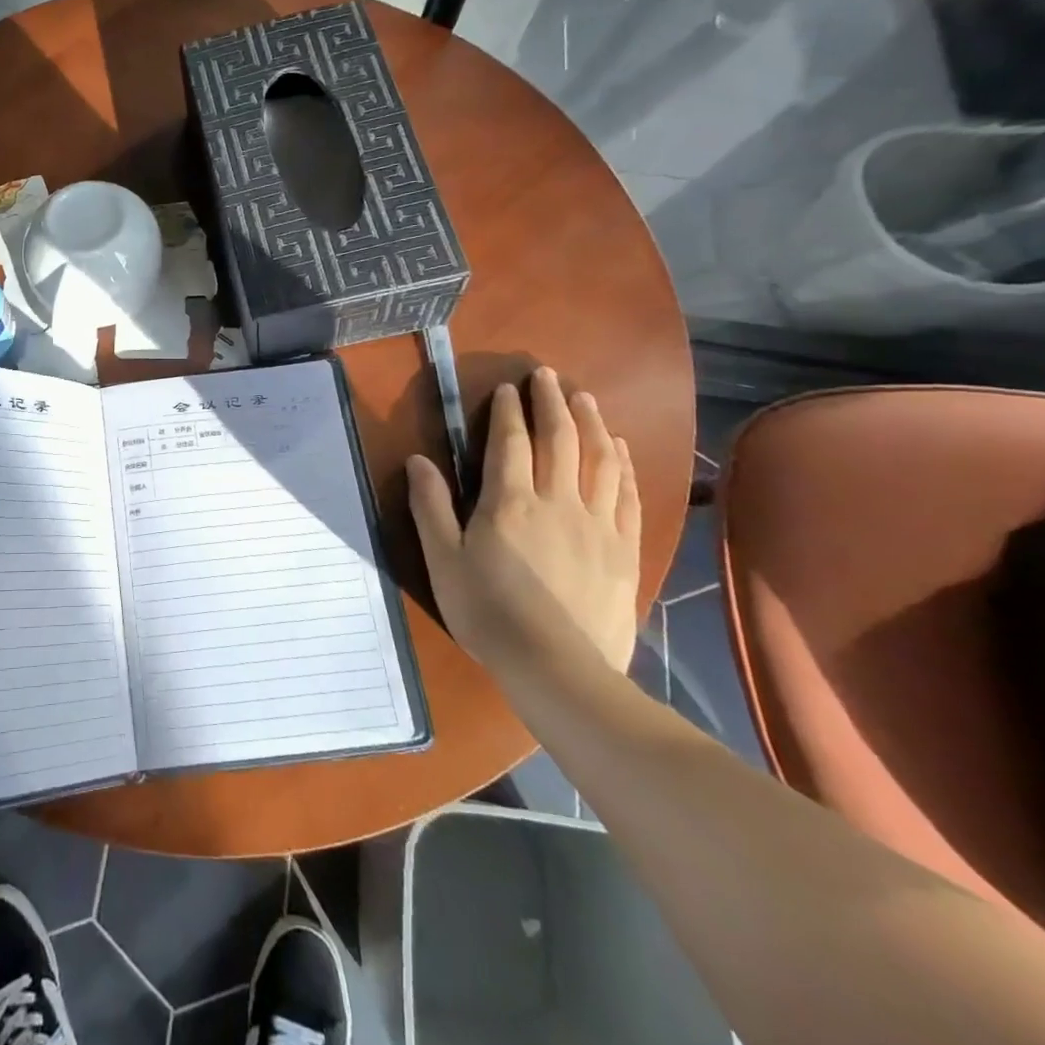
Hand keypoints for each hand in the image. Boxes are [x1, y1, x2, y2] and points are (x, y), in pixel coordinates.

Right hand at [407, 366, 639, 679]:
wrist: (557, 668)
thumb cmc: (488, 612)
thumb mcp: (443, 560)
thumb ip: (431, 507)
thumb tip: (418, 461)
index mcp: (509, 503)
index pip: (510, 443)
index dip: (509, 412)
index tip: (509, 388)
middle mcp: (557, 502)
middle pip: (559, 440)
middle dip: (552, 403)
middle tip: (549, 375)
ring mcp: (596, 525)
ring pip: (598, 461)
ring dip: (590, 424)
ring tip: (585, 399)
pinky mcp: (623, 549)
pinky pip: (626, 495)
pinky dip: (622, 466)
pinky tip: (618, 451)